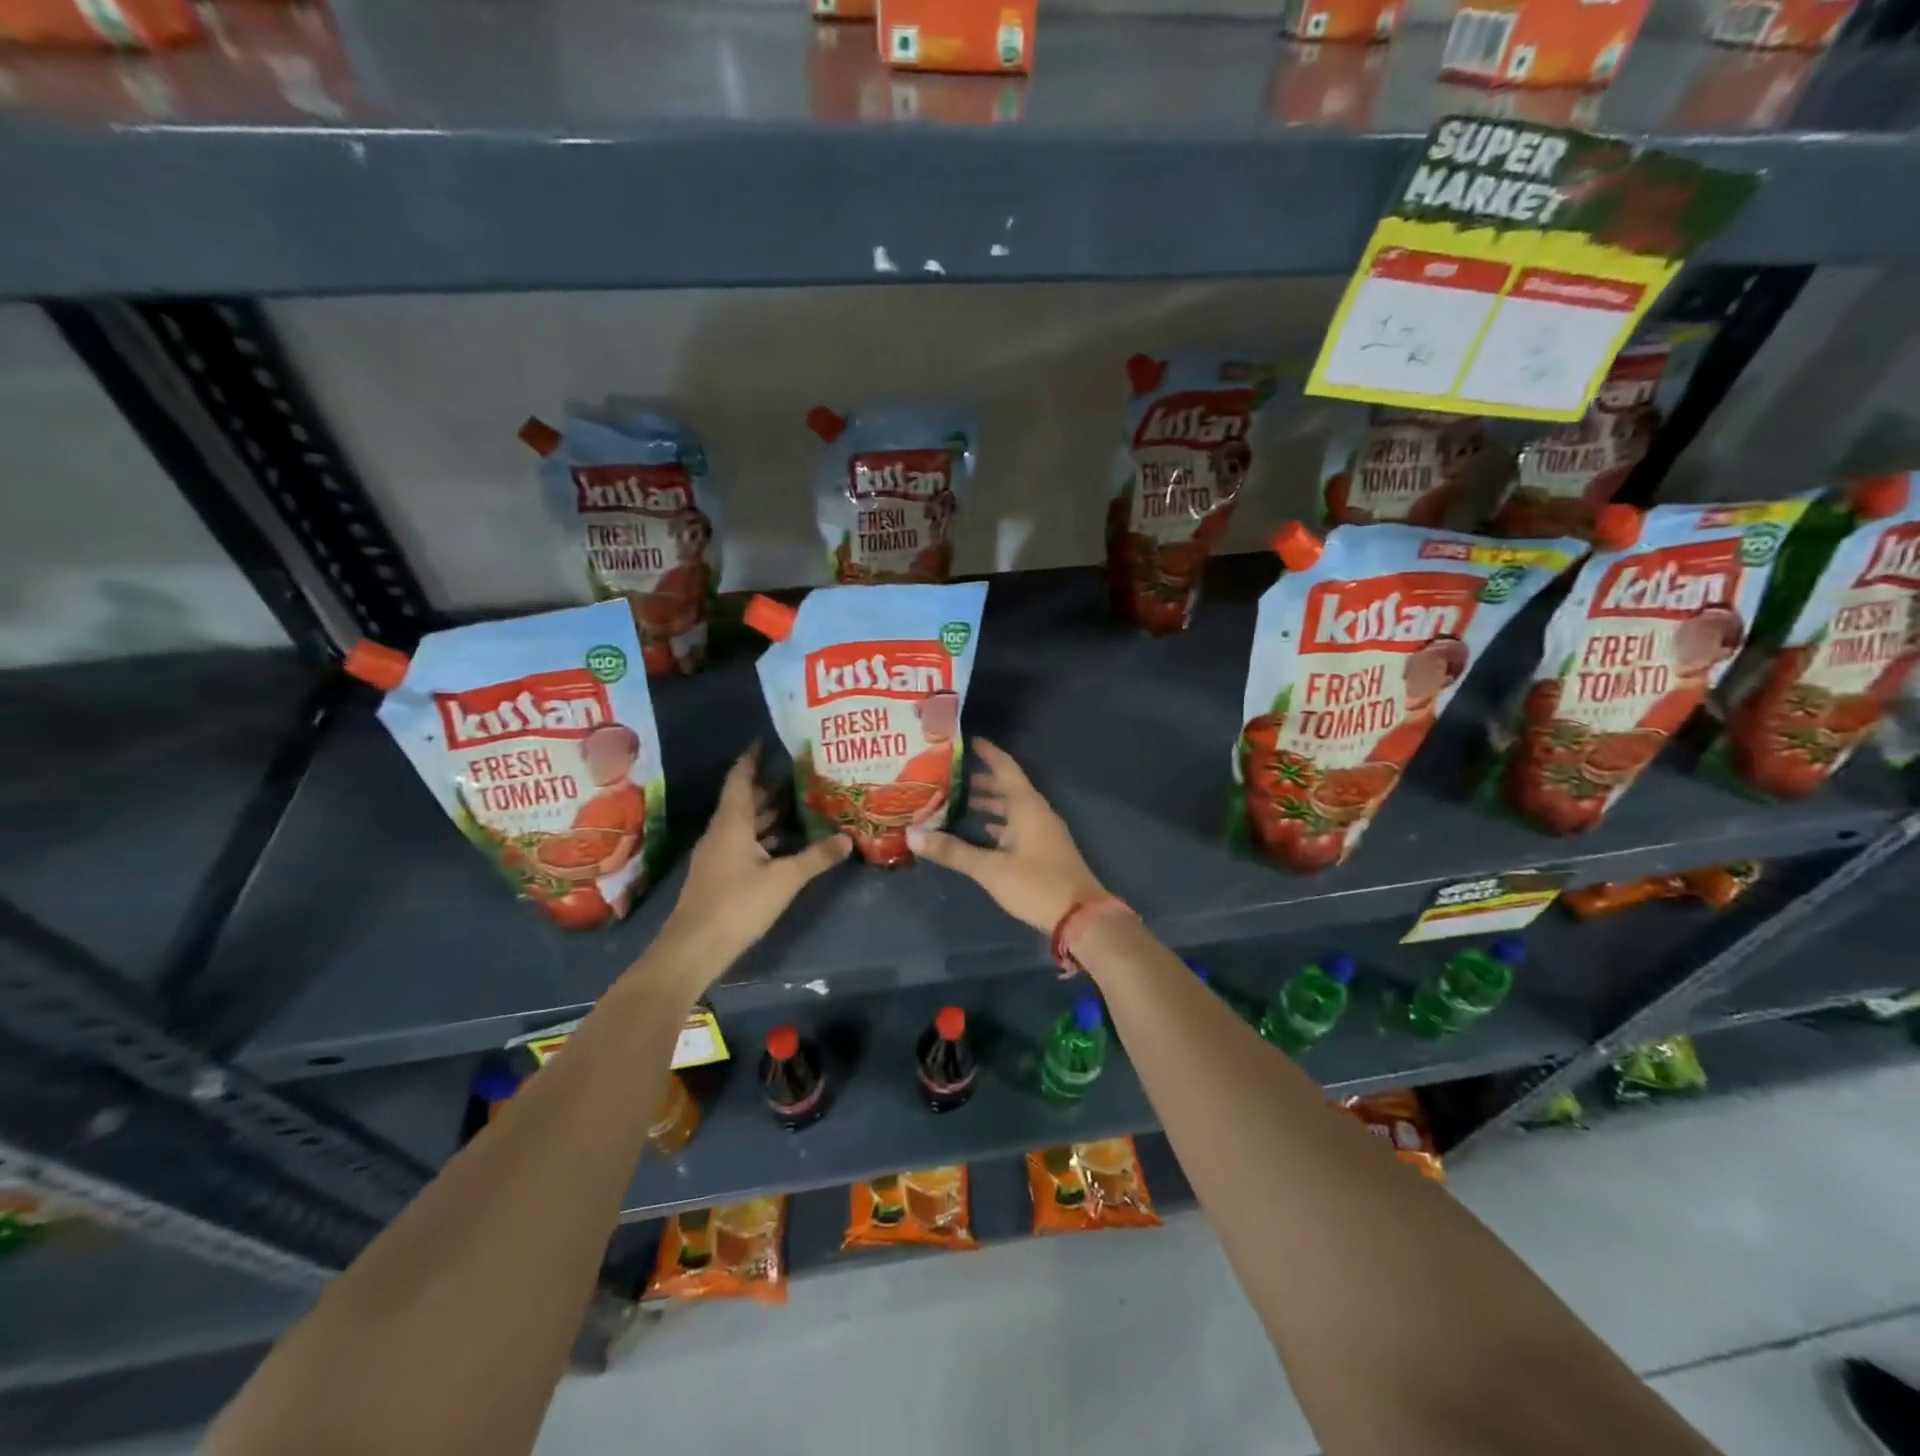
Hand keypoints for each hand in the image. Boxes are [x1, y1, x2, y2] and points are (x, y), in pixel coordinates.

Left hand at [651, 746, 849, 982]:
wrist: (694, 948)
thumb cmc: (737, 904)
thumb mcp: (784, 879)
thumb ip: (816, 857)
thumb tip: (847, 838)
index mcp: (731, 823)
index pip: (740, 780)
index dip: (752, 759)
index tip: (765, 741)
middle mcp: (721, 833)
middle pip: (743, 801)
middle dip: (768, 786)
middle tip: (798, 772)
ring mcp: (717, 855)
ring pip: (744, 824)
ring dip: (767, 813)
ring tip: (798, 802)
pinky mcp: (720, 875)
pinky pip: (743, 844)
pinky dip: (763, 837)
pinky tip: (784, 843)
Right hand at [907, 739, 1105, 933]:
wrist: (1081, 917)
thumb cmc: (1037, 885)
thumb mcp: (991, 869)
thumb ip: (953, 851)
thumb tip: (912, 834)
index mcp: (1027, 806)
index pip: (1005, 768)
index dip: (987, 752)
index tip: (966, 740)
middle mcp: (1036, 812)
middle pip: (1008, 787)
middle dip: (981, 780)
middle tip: (950, 775)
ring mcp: (1043, 832)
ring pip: (1012, 808)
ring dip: (989, 803)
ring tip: (958, 801)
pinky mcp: (1043, 850)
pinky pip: (1017, 826)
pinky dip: (998, 824)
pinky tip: (981, 833)